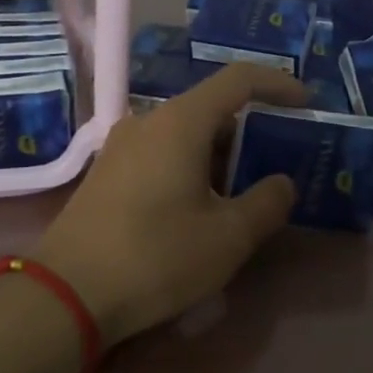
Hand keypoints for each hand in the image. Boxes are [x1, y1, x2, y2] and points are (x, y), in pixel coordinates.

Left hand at [33, 63, 307, 344]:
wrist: (66, 293)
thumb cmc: (156, 257)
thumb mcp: (227, 238)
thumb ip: (266, 203)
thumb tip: (281, 183)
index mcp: (180, 122)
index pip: (238, 79)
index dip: (277, 84)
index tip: (306, 103)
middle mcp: (148, 121)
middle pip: (210, 108)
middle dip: (250, 130)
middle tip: (278, 160)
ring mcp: (121, 147)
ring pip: (184, 135)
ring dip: (219, 154)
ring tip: (244, 191)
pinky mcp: (106, 174)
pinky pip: (161, 154)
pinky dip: (191, 167)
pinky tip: (201, 207)